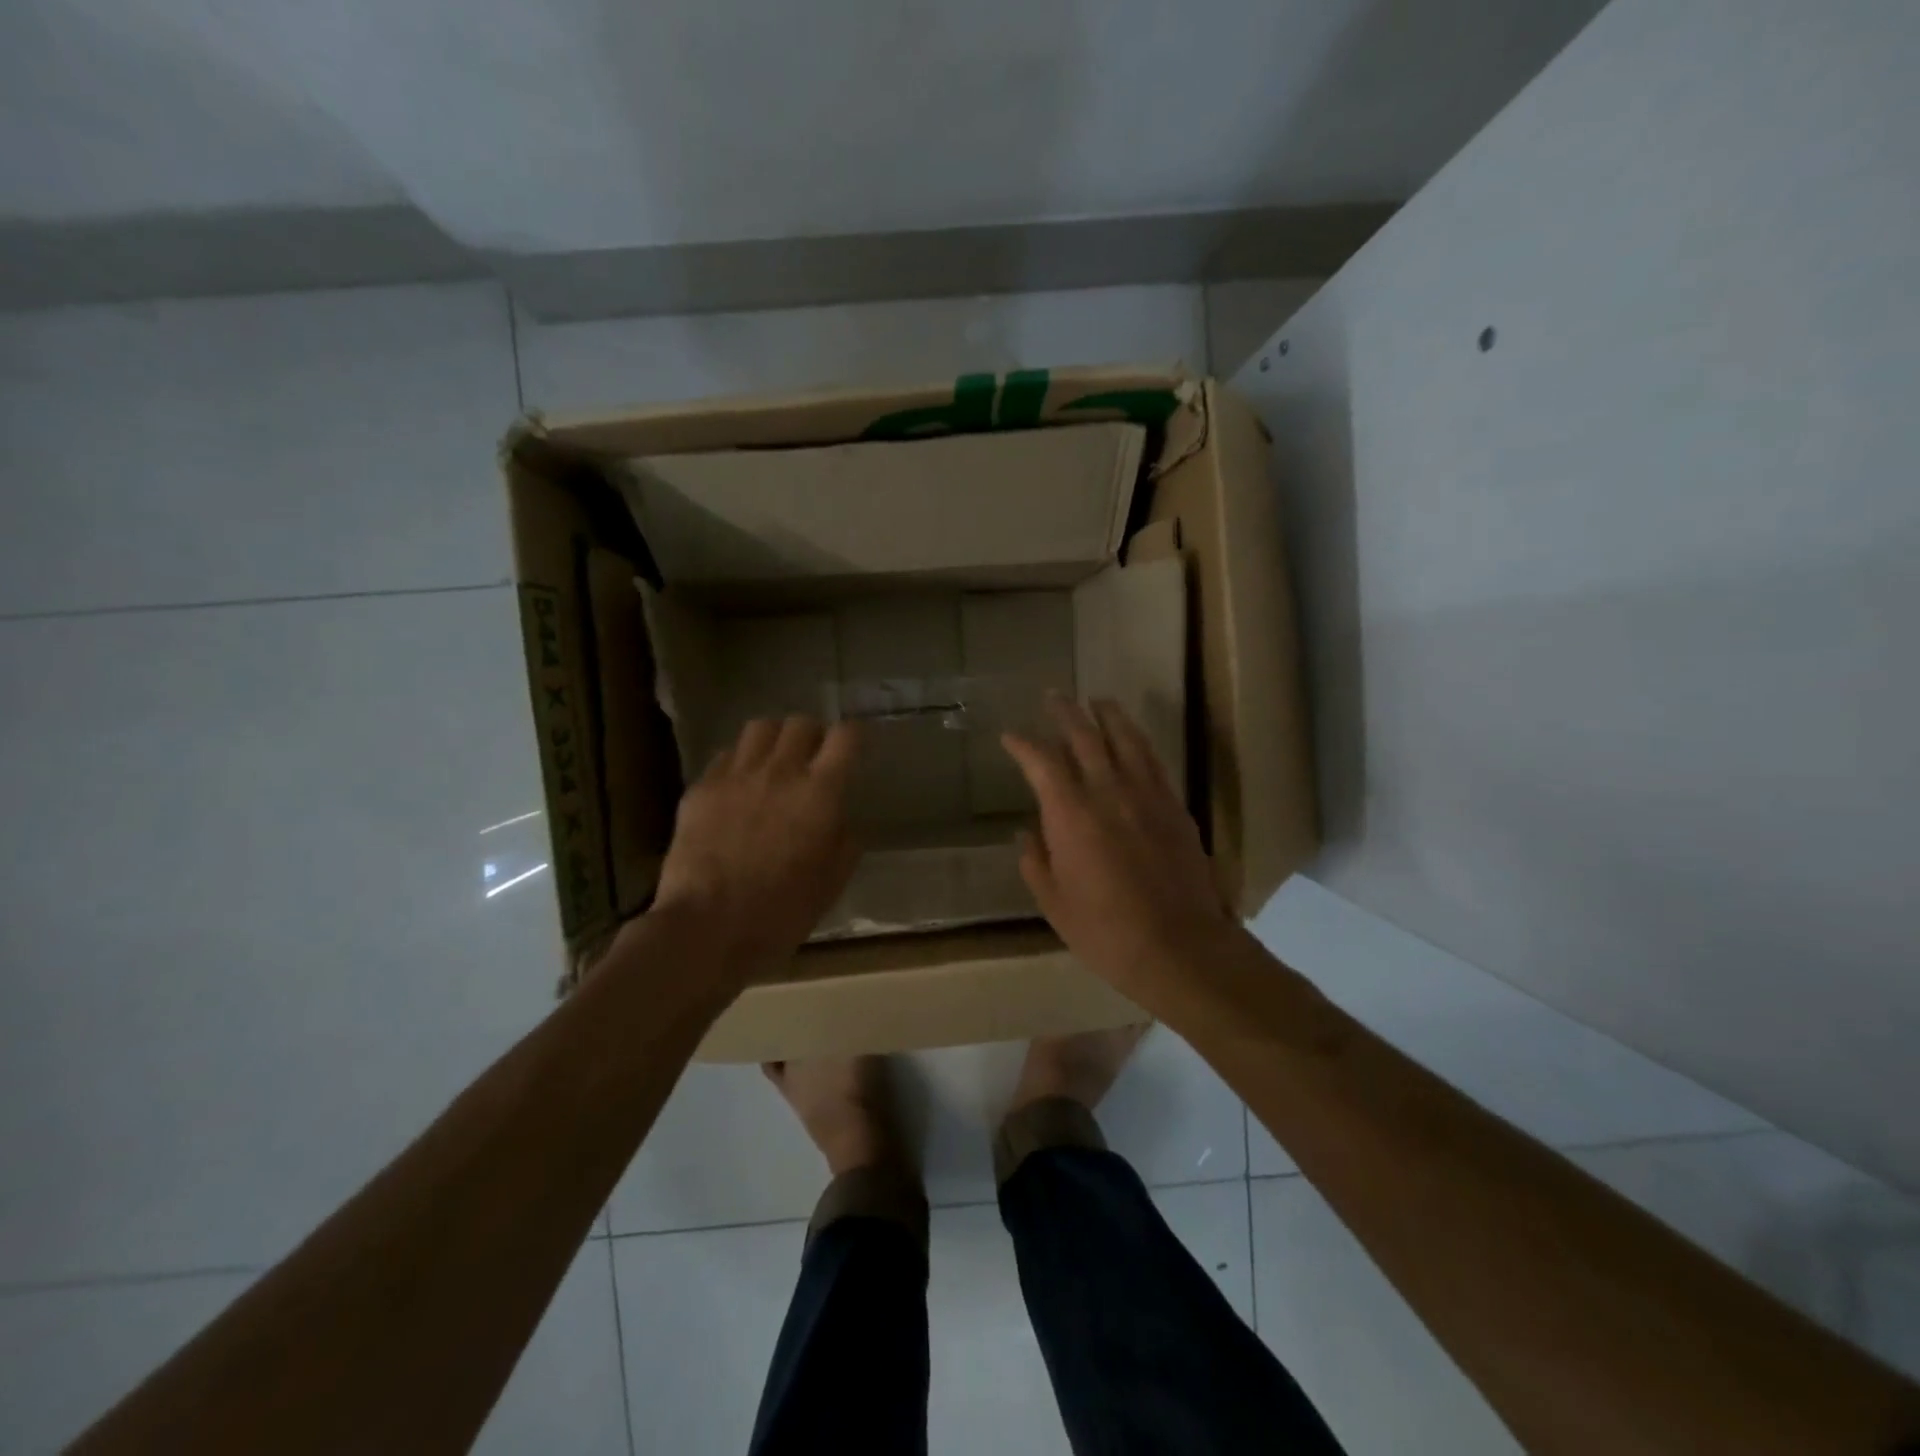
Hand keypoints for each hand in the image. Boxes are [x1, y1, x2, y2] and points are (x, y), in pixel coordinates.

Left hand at [648, 717, 861, 984]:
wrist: (705, 928)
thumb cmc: (779, 913)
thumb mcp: (830, 885)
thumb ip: (845, 845)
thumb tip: (843, 822)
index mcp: (819, 793)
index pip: (845, 736)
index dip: (854, 735)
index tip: (855, 745)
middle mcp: (780, 772)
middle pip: (800, 723)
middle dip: (812, 734)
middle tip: (813, 757)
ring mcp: (736, 776)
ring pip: (760, 728)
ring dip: (774, 739)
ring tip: (774, 762)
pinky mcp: (701, 788)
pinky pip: (725, 756)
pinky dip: (739, 763)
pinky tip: (738, 787)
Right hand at [1002, 697, 1237, 993]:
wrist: (1179, 946)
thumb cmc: (1105, 931)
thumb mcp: (1054, 903)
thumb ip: (1036, 862)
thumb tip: (1028, 833)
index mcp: (1071, 814)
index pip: (1041, 762)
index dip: (1023, 744)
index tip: (1010, 737)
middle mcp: (1108, 792)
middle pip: (1085, 736)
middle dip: (1065, 712)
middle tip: (1054, 696)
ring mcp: (1147, 795)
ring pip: (1125, 739)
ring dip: (1108, 716)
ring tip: (1097, 701)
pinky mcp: (1174, 807)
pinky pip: (1153, 761)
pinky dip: (1138, 742)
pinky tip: (1133, 739)